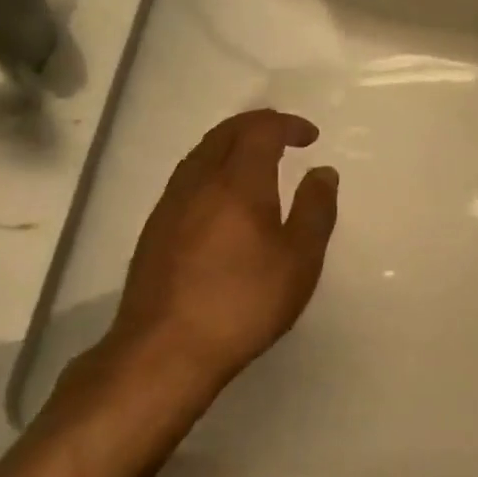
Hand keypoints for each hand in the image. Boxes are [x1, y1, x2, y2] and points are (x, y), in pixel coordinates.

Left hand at [103, 109, 339, 393]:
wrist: (164, 351)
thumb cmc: (242, 302)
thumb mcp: (299, 259)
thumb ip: (315, 209)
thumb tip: (322, 172)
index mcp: (238, 180)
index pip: (262, 129)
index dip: (288, 124)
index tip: (310, 137)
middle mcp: (199, 181)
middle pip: (226, 133)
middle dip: (258, 125)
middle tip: (285, 135)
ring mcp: (171, 204)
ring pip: (202, 153)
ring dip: (232, 145)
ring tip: (257, 161)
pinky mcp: (155, 229)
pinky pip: (188, 177)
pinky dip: (213, 168)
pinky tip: (223, 198)